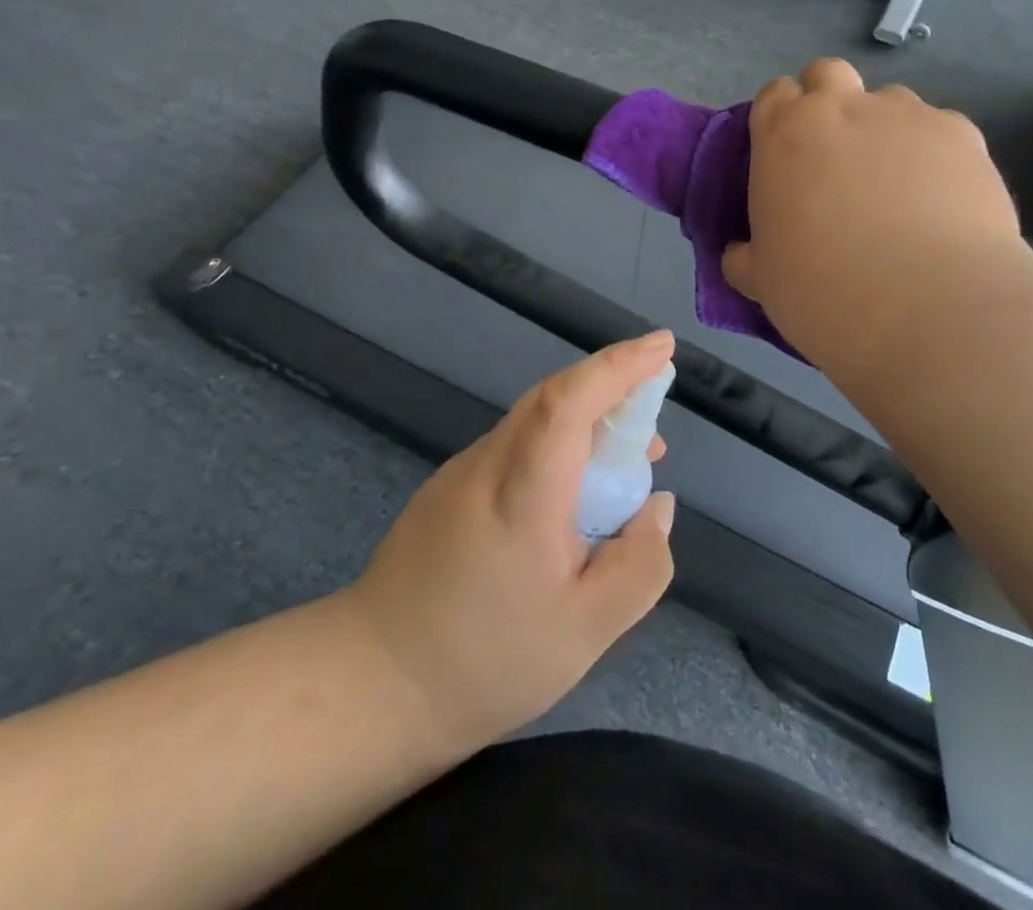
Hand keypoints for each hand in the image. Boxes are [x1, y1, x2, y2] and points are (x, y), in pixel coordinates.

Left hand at [346, 332, 676, 756]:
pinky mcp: (447, 488)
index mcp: (522, 493)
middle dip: (611, 384)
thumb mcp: (585, 633)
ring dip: (585, 419)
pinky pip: (514, 445)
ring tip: (625, 460)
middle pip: (552, 396)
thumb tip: (657, 506)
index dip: (619, 366)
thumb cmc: (484, 662)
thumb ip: (639, 565)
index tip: (662, 346)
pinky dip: (555, 446)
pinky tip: (570, 495)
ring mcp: (461, 472)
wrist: (370, 685)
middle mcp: (488, 463)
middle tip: (655, 411)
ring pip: (533, 420)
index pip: (569, 400)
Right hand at [723, 58, 1030, 372]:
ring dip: (883, 130)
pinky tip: (942, 202)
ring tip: (897, 188)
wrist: (930, 309)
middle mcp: (843, 108)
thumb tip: (741, 251)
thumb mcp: (761, 281)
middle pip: (828, 74)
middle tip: (835, 160)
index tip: (786, 159)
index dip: (779, 121)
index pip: (774, 95)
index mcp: (784, 134)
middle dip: (828, 103)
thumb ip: (744, 256)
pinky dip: (934, 155)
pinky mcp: (962, 133)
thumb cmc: (825, 293)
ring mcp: (906, 115)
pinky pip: (939, 130)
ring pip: (888, 102)